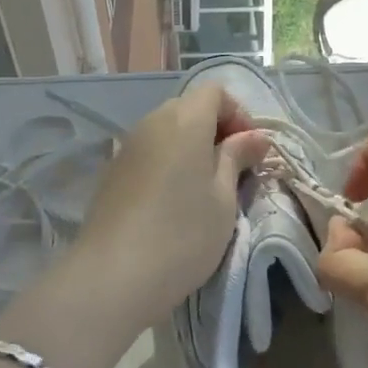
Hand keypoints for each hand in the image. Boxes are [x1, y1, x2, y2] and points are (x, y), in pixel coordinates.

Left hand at [72, 83, 268, 332]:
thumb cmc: (182, 234)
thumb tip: (254, 137)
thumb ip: (237, 158)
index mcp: (184, 120)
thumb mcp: (223, 198)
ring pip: (167, 130)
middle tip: (232, 170)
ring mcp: (128, 145)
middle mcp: (152, 122)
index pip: (214, 91)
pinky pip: (149, 151)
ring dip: (190, 147)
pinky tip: (172, 200)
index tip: (249, 151)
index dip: (238, 114)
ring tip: (204, 188)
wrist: (112, 275)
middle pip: (189, 107)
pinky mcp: (112, 171)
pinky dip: (167, 162)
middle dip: (215, 129)